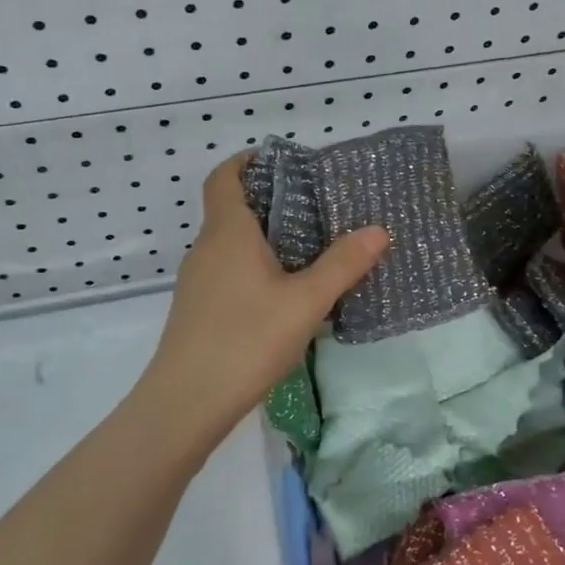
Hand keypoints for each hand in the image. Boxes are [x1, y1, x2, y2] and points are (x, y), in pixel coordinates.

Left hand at [139, 152, 388, 447]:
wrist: (186, 402)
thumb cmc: (246, 339)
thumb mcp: (305, 302)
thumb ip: (342, 264)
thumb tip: (378, 229)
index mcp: (228, 232)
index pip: (224, 176)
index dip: (247, 161)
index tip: (281, 162)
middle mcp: (206, 249)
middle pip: (232, 209)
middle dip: (270, 202)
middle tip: (316, 208)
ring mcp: (198, 281)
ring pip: (231, 244)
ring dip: (264, 238)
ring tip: (309, 250)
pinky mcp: (198, 310)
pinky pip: (228, 272)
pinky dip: (255, 268)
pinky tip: (284, 296)